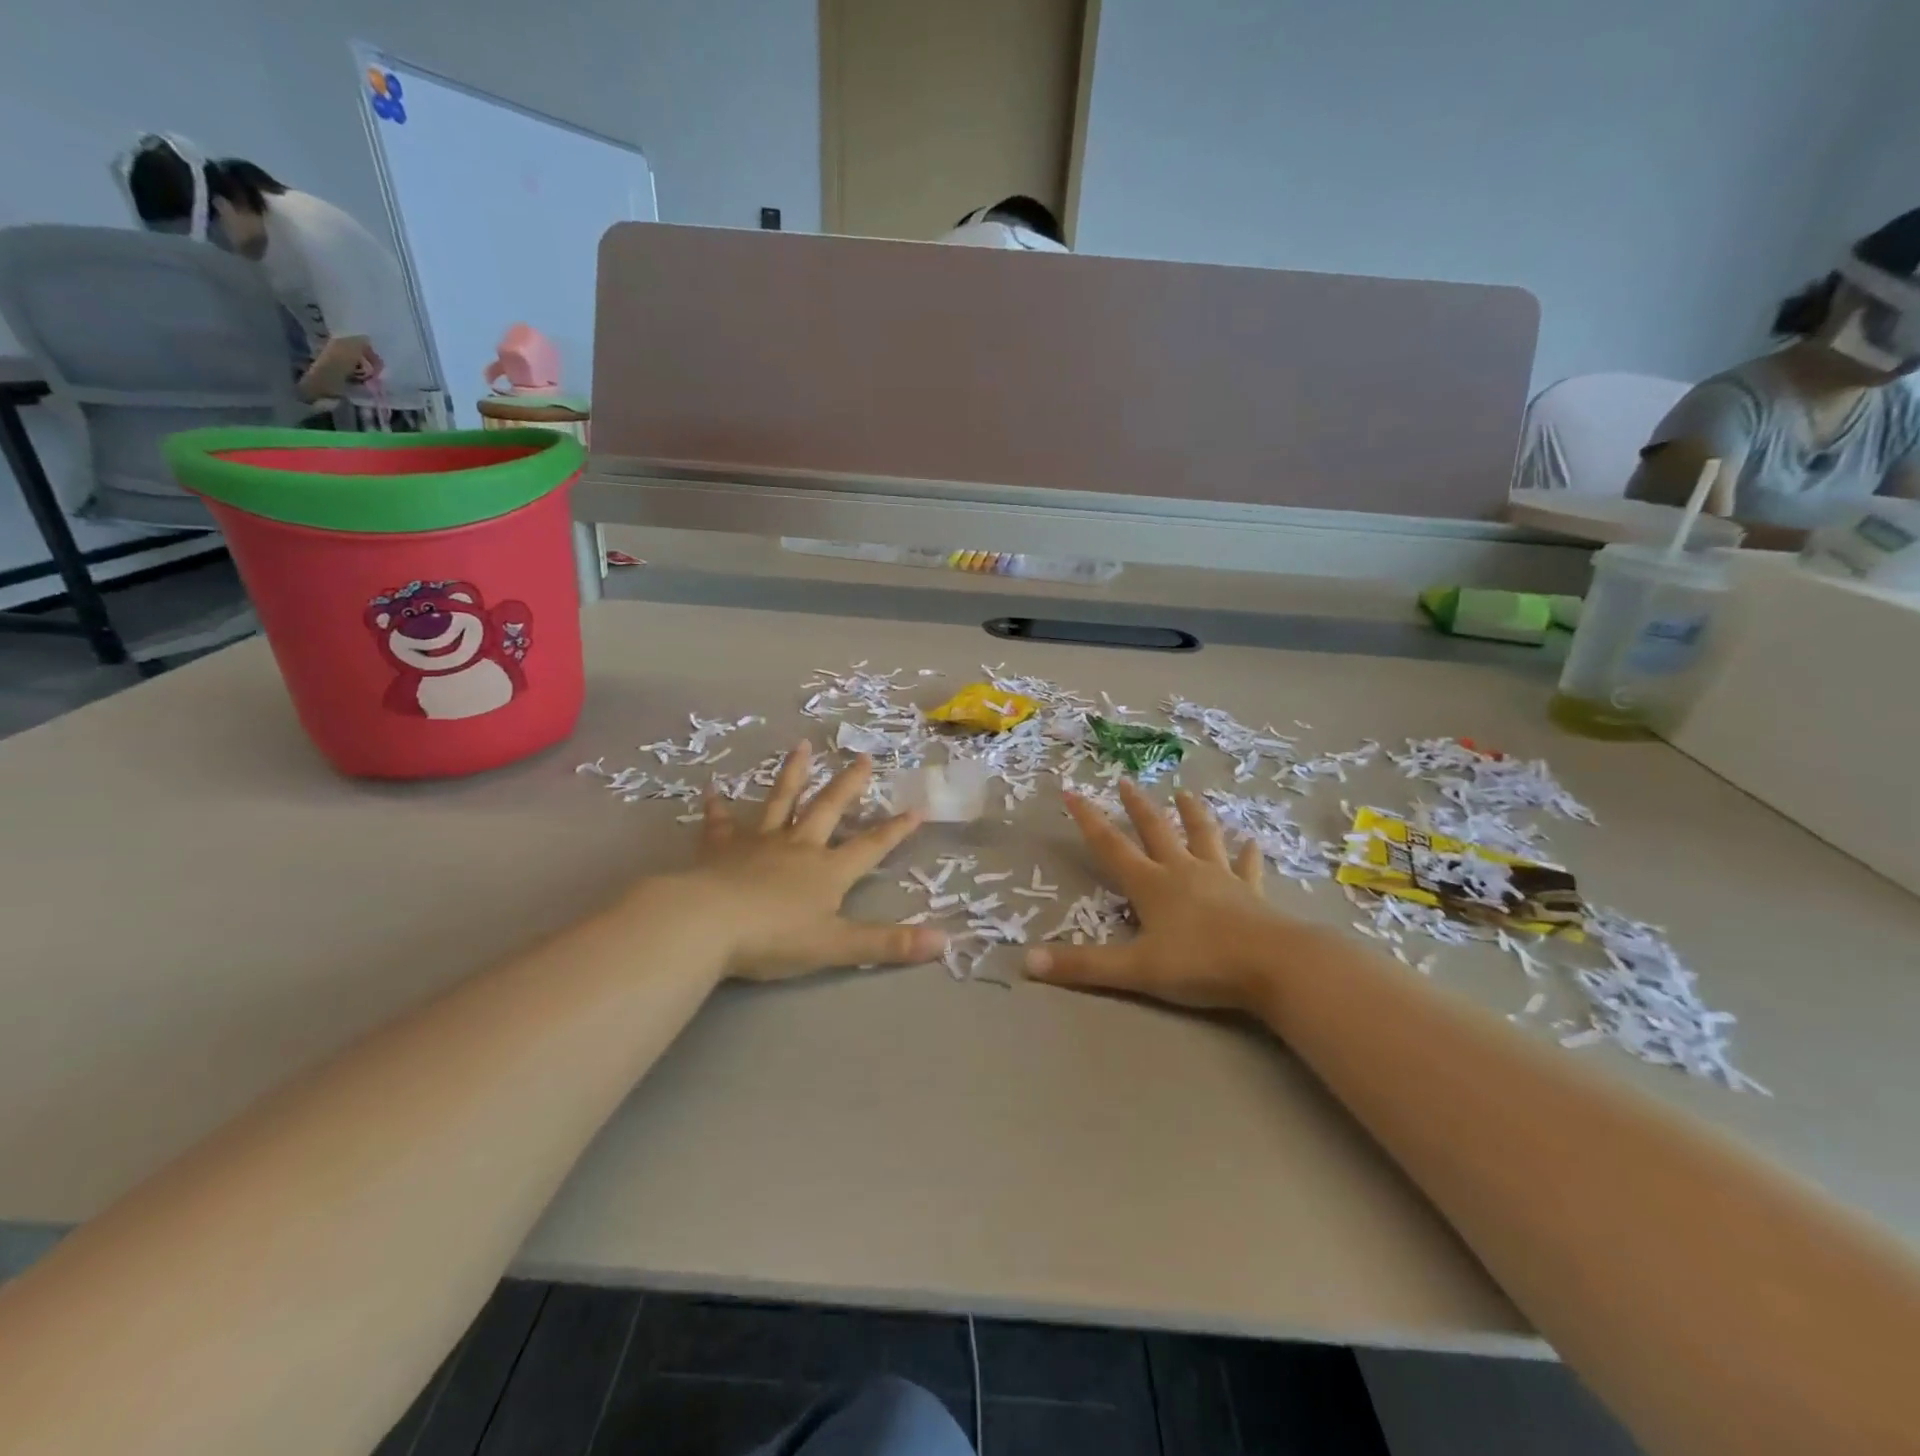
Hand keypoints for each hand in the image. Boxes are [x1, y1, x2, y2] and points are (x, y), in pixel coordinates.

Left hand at [679, 743, 946, 980]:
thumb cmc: (775, 937)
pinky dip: (717, 808)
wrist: (708, 924)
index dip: (895, 830)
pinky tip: (711, 791)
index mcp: (828, 870)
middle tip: (863, 757)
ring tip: (801, 746)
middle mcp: (798, 846)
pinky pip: (720, 824)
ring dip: (792, 774)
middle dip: (848, 785)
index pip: (870, 846)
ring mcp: (758, 842)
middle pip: (828, 809)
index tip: (917, 808)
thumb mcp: (837, 946)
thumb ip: (888, 943)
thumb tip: (946, 943)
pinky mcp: (721, 848)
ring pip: (780, 801)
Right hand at [1024, 780, 1289, 1011]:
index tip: (1072, 791)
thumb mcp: (1135, 969)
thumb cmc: (1200, 964)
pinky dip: (1247, 855)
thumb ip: (1082, 965)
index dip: (1088, 820)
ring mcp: (1220, 879)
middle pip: (1156, 831)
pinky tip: (1252, 842)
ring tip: (1185, 793)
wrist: (1273, 965)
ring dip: (1192, 816)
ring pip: (1202, 838)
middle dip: (1137, 806)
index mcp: (1151, 884)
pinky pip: (1247, 868)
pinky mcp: (1251, 893)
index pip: (1111, 845)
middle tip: (1126, 781)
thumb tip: (1026, 960)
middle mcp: (1182, 871)